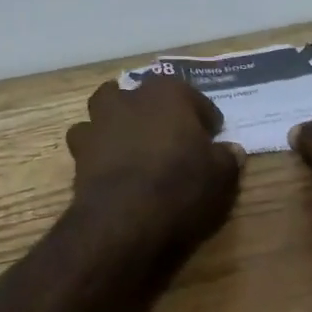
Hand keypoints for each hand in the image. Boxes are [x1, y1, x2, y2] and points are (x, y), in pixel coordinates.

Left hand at [65, 76, 243, 254]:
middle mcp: (130, 97)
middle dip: (154, 109)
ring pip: (106, 106)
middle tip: (168, 134)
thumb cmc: (181, 186)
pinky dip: (97, 147)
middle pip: (143, 94)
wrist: (125, 218)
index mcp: (168, 93)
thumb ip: (226, 157)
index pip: (192, 97)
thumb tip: (232, 150)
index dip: (204, 116)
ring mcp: (100, 120)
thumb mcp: (220, 175)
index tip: (212, 135)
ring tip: (131, 142)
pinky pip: (88, 139)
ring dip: (117, 119)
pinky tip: (108, 164)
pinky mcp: (79, 148)